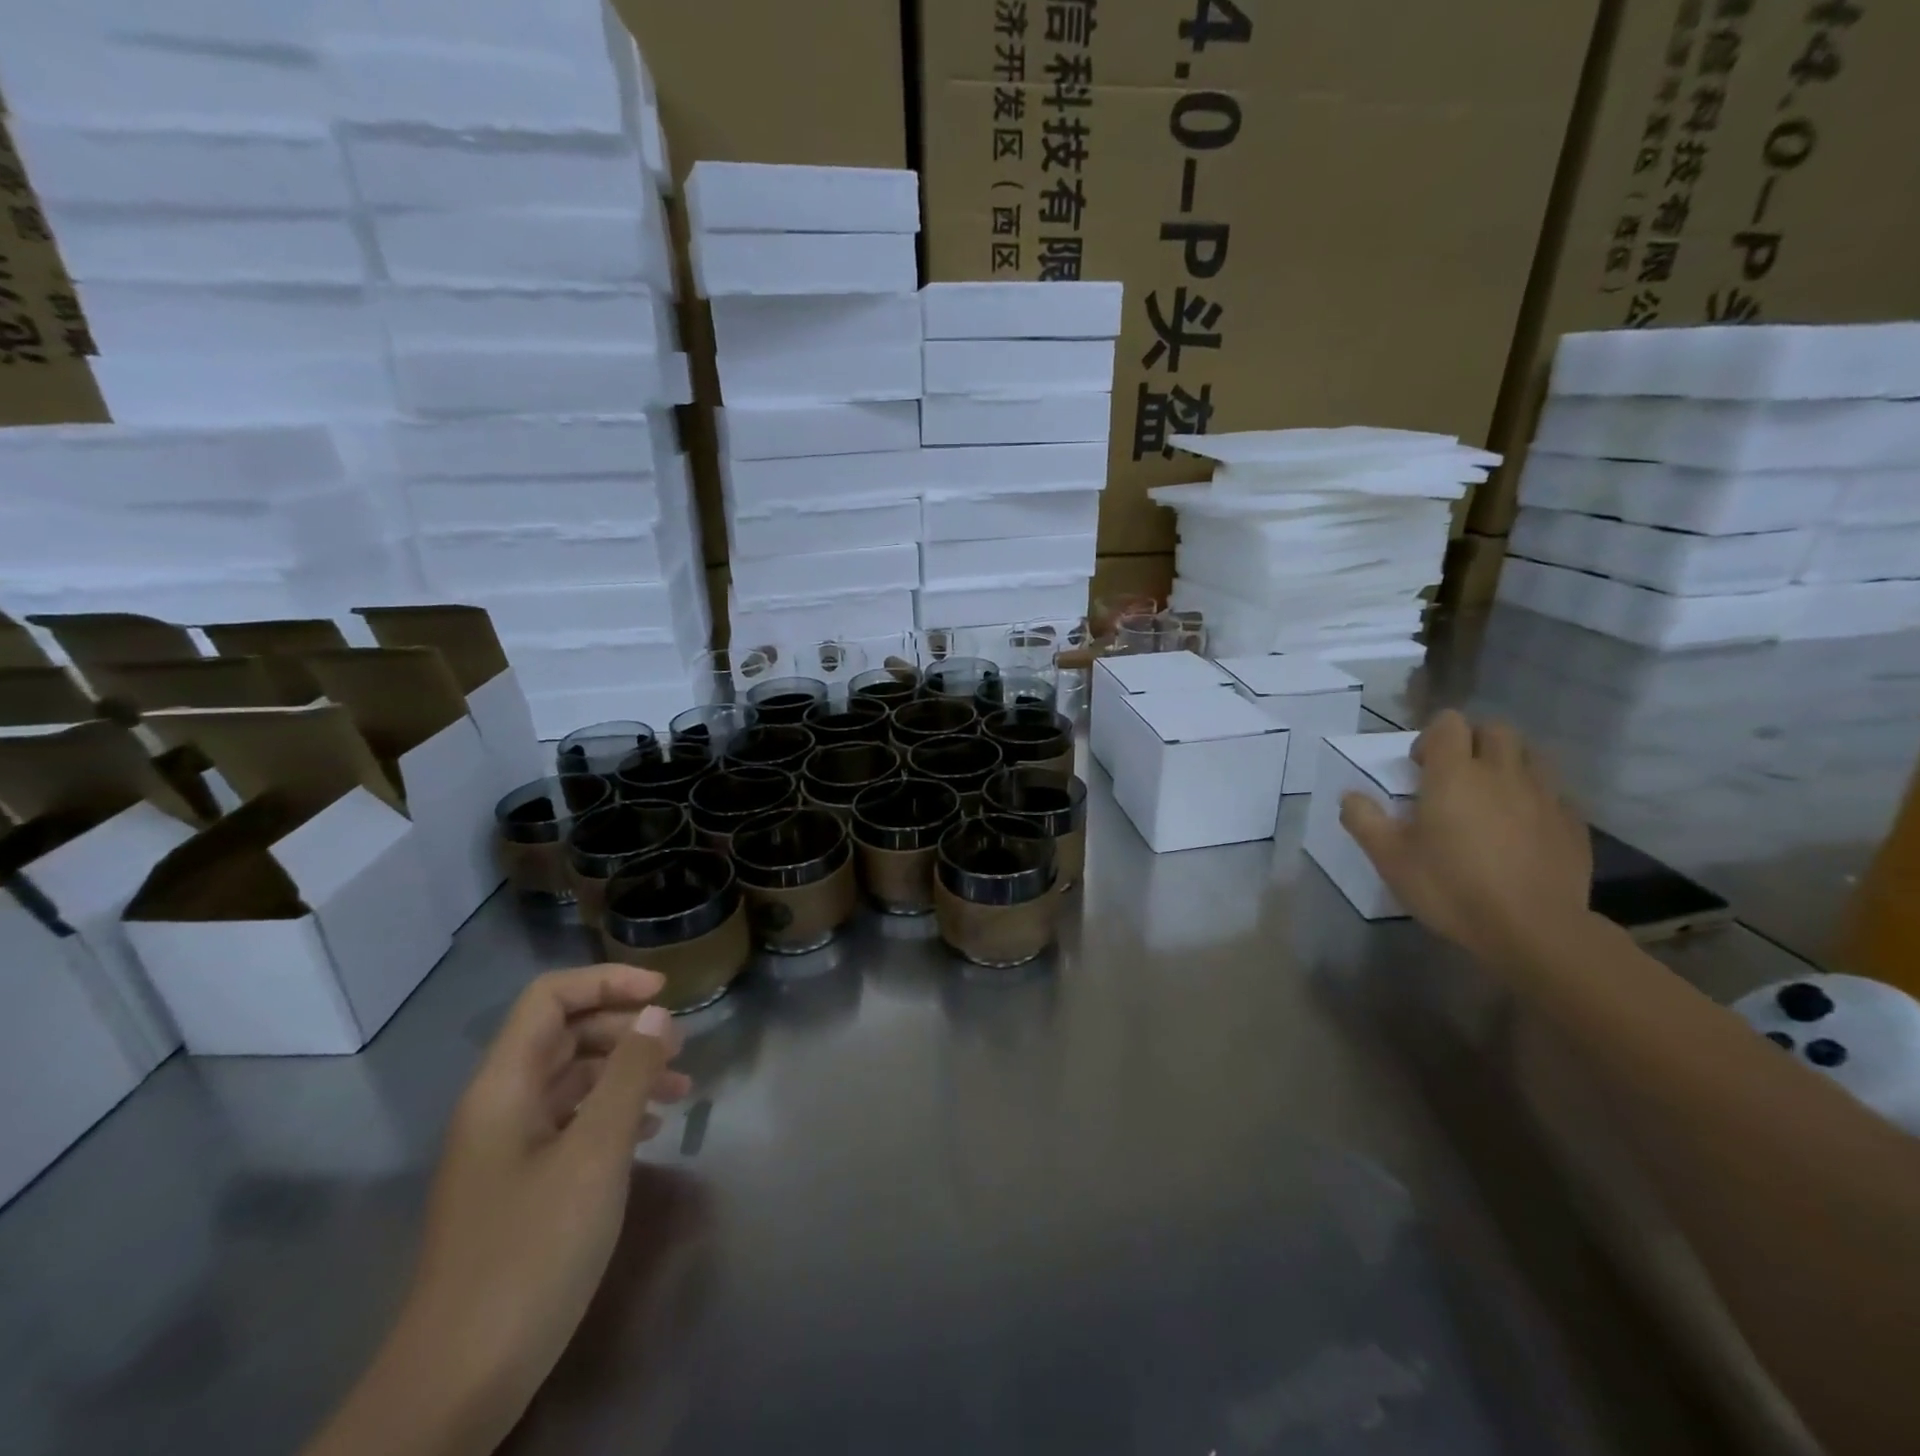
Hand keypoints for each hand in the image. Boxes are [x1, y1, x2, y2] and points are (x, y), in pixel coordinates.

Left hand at [307, 966, 691, 1455]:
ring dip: (626, 1072)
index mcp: (504, 1087)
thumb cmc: (530, 1252)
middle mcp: (500, 1107)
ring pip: (572, 1080)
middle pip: (563, 1034)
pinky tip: (651, 1131)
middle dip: (624, 1027)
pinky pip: (571, 1123)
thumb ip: (628, 1075)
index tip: (664, 994)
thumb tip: (658, 1013)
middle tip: (681, 1046)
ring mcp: (507, 1150)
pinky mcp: (520, 1187)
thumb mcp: (595, 1155)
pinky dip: (614, 1112)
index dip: (607, 982)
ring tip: (681, 1088)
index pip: (550, 998)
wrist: (456, 1385)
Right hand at [1339, 711, 1592, 967]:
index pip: (1449, 723)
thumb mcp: (1389, 858)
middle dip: (1472, 742)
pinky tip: (1521, 827)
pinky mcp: (1573, 823)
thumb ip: (1364, 820)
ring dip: (1507, 763)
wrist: (1534, 930)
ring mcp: (1545, 796)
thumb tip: (1351, 796)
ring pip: (1530, 755)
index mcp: (1454, 774)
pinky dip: (1534, 796)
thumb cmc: (1451, 887)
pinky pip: (1554, 792)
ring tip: (1490, 796)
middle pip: (1495, 729)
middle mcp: (1502, 773)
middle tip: (1454, 776)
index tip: (1419, 768)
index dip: (1431, 737)